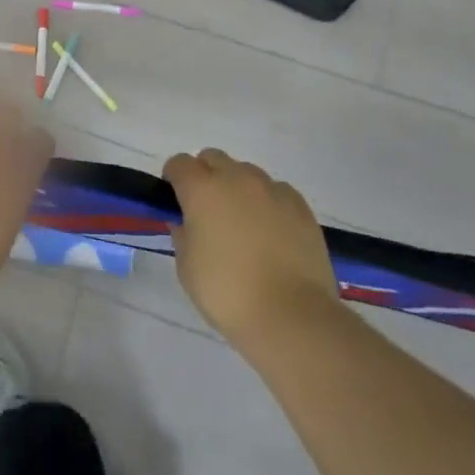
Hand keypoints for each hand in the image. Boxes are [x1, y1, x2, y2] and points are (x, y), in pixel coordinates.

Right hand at [164, 148, 343, 350]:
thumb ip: (182, 236)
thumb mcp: (187, 269)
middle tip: (208, 211)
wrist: (292, 316)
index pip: (179, 164)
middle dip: (205, 176)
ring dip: (237, 187)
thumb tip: (185, 223)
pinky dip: (268, 202)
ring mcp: (271, 189)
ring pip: (246, 172)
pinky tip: (272, 231)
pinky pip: (276, 191)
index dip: (174, 179)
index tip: (176, 202)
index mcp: (202, 189)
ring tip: (244, 223)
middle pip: (213, 158)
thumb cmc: (228, 293)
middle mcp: (235, 178)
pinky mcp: (300, 206)